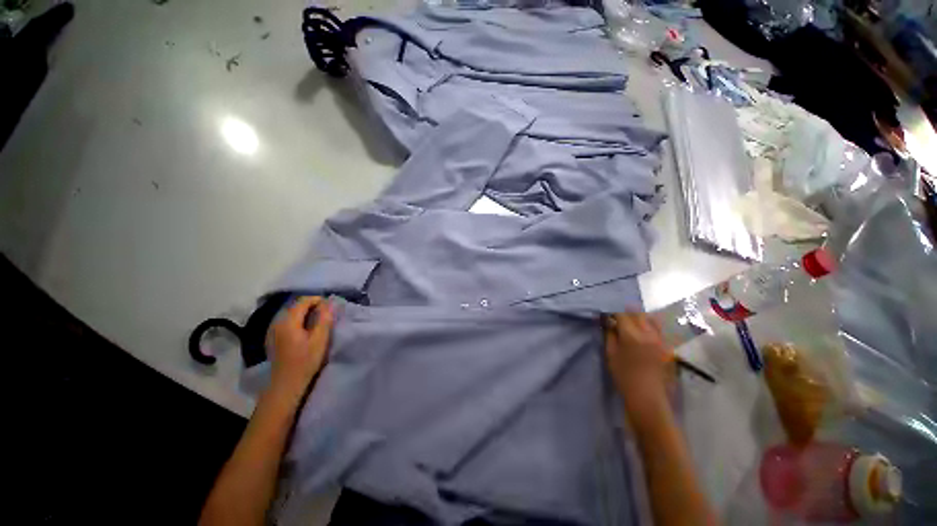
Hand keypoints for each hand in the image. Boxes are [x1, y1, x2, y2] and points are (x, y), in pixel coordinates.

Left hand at [269, 296, 333, 396]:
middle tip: (327, 313)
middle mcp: (277, 322)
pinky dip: (298, 320)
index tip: (330, 306)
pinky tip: (306, 329)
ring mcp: (273, 330)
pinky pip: (287, 321)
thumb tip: (329, 303)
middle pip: (296, 305)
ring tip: (319, 320)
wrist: (285, 384)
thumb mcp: (320, 339)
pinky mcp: (273, 337)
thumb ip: (324, 319)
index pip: (303, 300)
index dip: (318, 299)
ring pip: (291, 313)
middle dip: (312, 305)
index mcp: (288, 321)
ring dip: (306, 313)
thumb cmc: (305, 361)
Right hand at [604, 313, 673, 403]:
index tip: (607, 316)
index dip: (613, 313)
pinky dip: (649, 326)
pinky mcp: (668, 347)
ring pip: (651, 319)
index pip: (622, 314)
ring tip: (631, 324)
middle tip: (618, 319)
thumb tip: (608, 322)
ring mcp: (661, 340)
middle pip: (638, 313)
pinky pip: (658, 329)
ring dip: (639, 318)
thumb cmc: (624, 376)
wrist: (648, 398)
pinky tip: (643, 334)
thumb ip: (610, 334)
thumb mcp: (611, 354)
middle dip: (626, 313)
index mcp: (632, 335)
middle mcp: (649, 334)